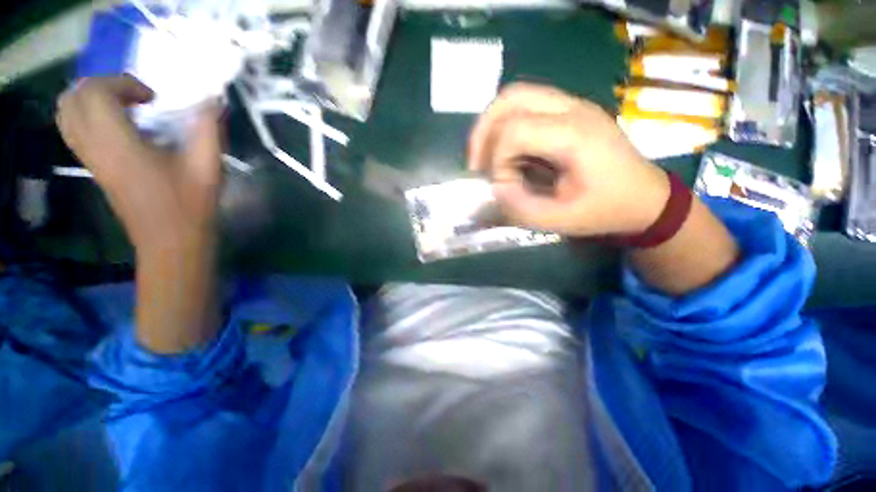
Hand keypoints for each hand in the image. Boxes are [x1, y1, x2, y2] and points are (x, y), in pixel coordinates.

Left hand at [56, 75, 222, 253]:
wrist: (170, 241)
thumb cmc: (189, 205)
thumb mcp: (207, 166)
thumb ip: (208, 128)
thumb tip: (213, 98)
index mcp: (117, 144)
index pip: (95, 93)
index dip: (121, 83)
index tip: (152, 98)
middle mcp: (94, 147)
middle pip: (73, 98)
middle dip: (102, 85)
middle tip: (134, 96)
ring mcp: (89, 159)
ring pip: (67, 114)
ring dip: (91, 100)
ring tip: (122, 106)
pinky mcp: (93, 168)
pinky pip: (73, 131)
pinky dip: (87, 117)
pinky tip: (117, 126)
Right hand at [468, 82, 669, 236]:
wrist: (645, 197)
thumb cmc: (606, 210)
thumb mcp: (561, 220)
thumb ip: (521, 207)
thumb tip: (495, 187)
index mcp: (574, 135)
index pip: (514, 130)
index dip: (497, 161)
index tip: (503, 187)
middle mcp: (572, 109)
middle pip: (510, 98)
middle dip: (483, 132)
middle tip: (476, 164)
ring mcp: (572, 106)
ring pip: (515, 97)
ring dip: (491, 127)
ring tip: (486, 158)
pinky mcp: (568, 112)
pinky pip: (525, 107)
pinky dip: (505, 127)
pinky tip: (505, 153)